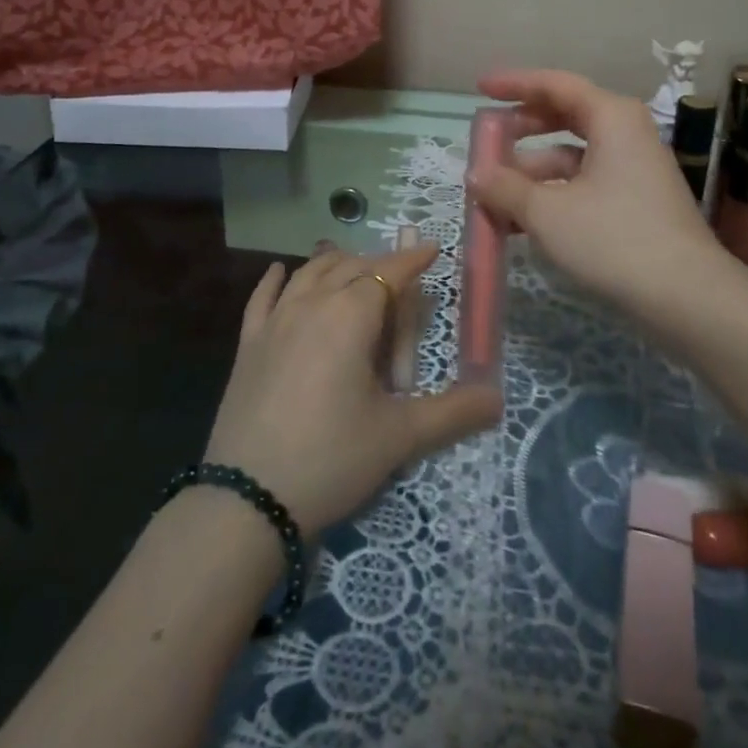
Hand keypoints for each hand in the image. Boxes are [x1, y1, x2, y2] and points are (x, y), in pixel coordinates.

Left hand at [204, 243, 501, 537]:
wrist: (248, 499)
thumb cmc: (332, 458)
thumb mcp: (399, 437)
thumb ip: (453, 413)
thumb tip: (499, 398)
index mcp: (350, 315)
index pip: (388, 273)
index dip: (412, 259)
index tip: (432, 249)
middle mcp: (311, 304)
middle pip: (351, 268)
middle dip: (380, 268)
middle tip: (402, 288)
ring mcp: (274, 322)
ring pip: (310, 274)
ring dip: (336, 264)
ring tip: (353, 266)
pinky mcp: (248, 344)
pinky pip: (263, 297)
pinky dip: (276, 279)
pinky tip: (281, 271)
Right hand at [472, 68, 728, 310]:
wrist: (688, 298)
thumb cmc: (614, 239)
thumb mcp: (548, 212)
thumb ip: (505, 188)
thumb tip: (476, 174)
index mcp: (611, 117)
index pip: (554, 84)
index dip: (514, 84)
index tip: (480, 88)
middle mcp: (626, 133)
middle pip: (565, 116)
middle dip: (522, 129)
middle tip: (488, 140)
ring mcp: (635, 168)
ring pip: (573, 155)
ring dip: (532, 170)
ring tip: (494, 195)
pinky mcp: (637, 201)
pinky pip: (585, 182)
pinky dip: (553, 193)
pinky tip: (523, 221)